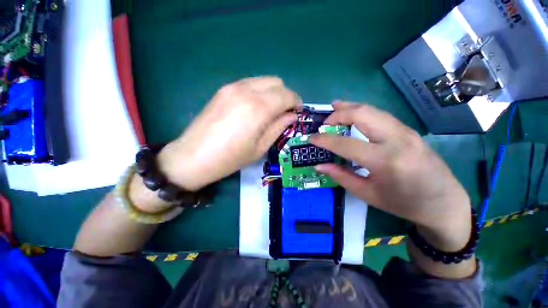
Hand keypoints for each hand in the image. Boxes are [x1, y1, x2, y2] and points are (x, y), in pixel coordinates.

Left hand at [158, 77, 300, 191]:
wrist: (194, 156)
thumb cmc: (231, 158)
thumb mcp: (260, 147)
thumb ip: (279, 127)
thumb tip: (292, 115)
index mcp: (258, 108)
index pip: (287, 95)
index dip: (296, 102)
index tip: (297, 112)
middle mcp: (247, 90)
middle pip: (276, 82)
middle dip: (285, 95)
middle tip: (284, 112)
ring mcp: (233, 87)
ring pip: (263, 80)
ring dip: (272, 92)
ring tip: (270, 110)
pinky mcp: (223, 89)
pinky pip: (250, 83)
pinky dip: (259, 92)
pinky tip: (255, 107)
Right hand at [310, 102, 471, 251]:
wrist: (444, 203)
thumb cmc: (403, 203)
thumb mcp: (368, 194)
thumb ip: (341, 176)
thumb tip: (319, 166)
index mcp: (385, 161)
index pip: (346, 143)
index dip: (324, 140)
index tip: (311, 138)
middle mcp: (397, 139)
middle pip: (361, 114)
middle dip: (337, 115)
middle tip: (324, 123)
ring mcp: (405, 131)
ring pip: (371, 109)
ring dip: (349, 107)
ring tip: (333, 109)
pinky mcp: (408, 129)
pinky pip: (379, 114)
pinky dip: (361, 111)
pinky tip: (352, 113)